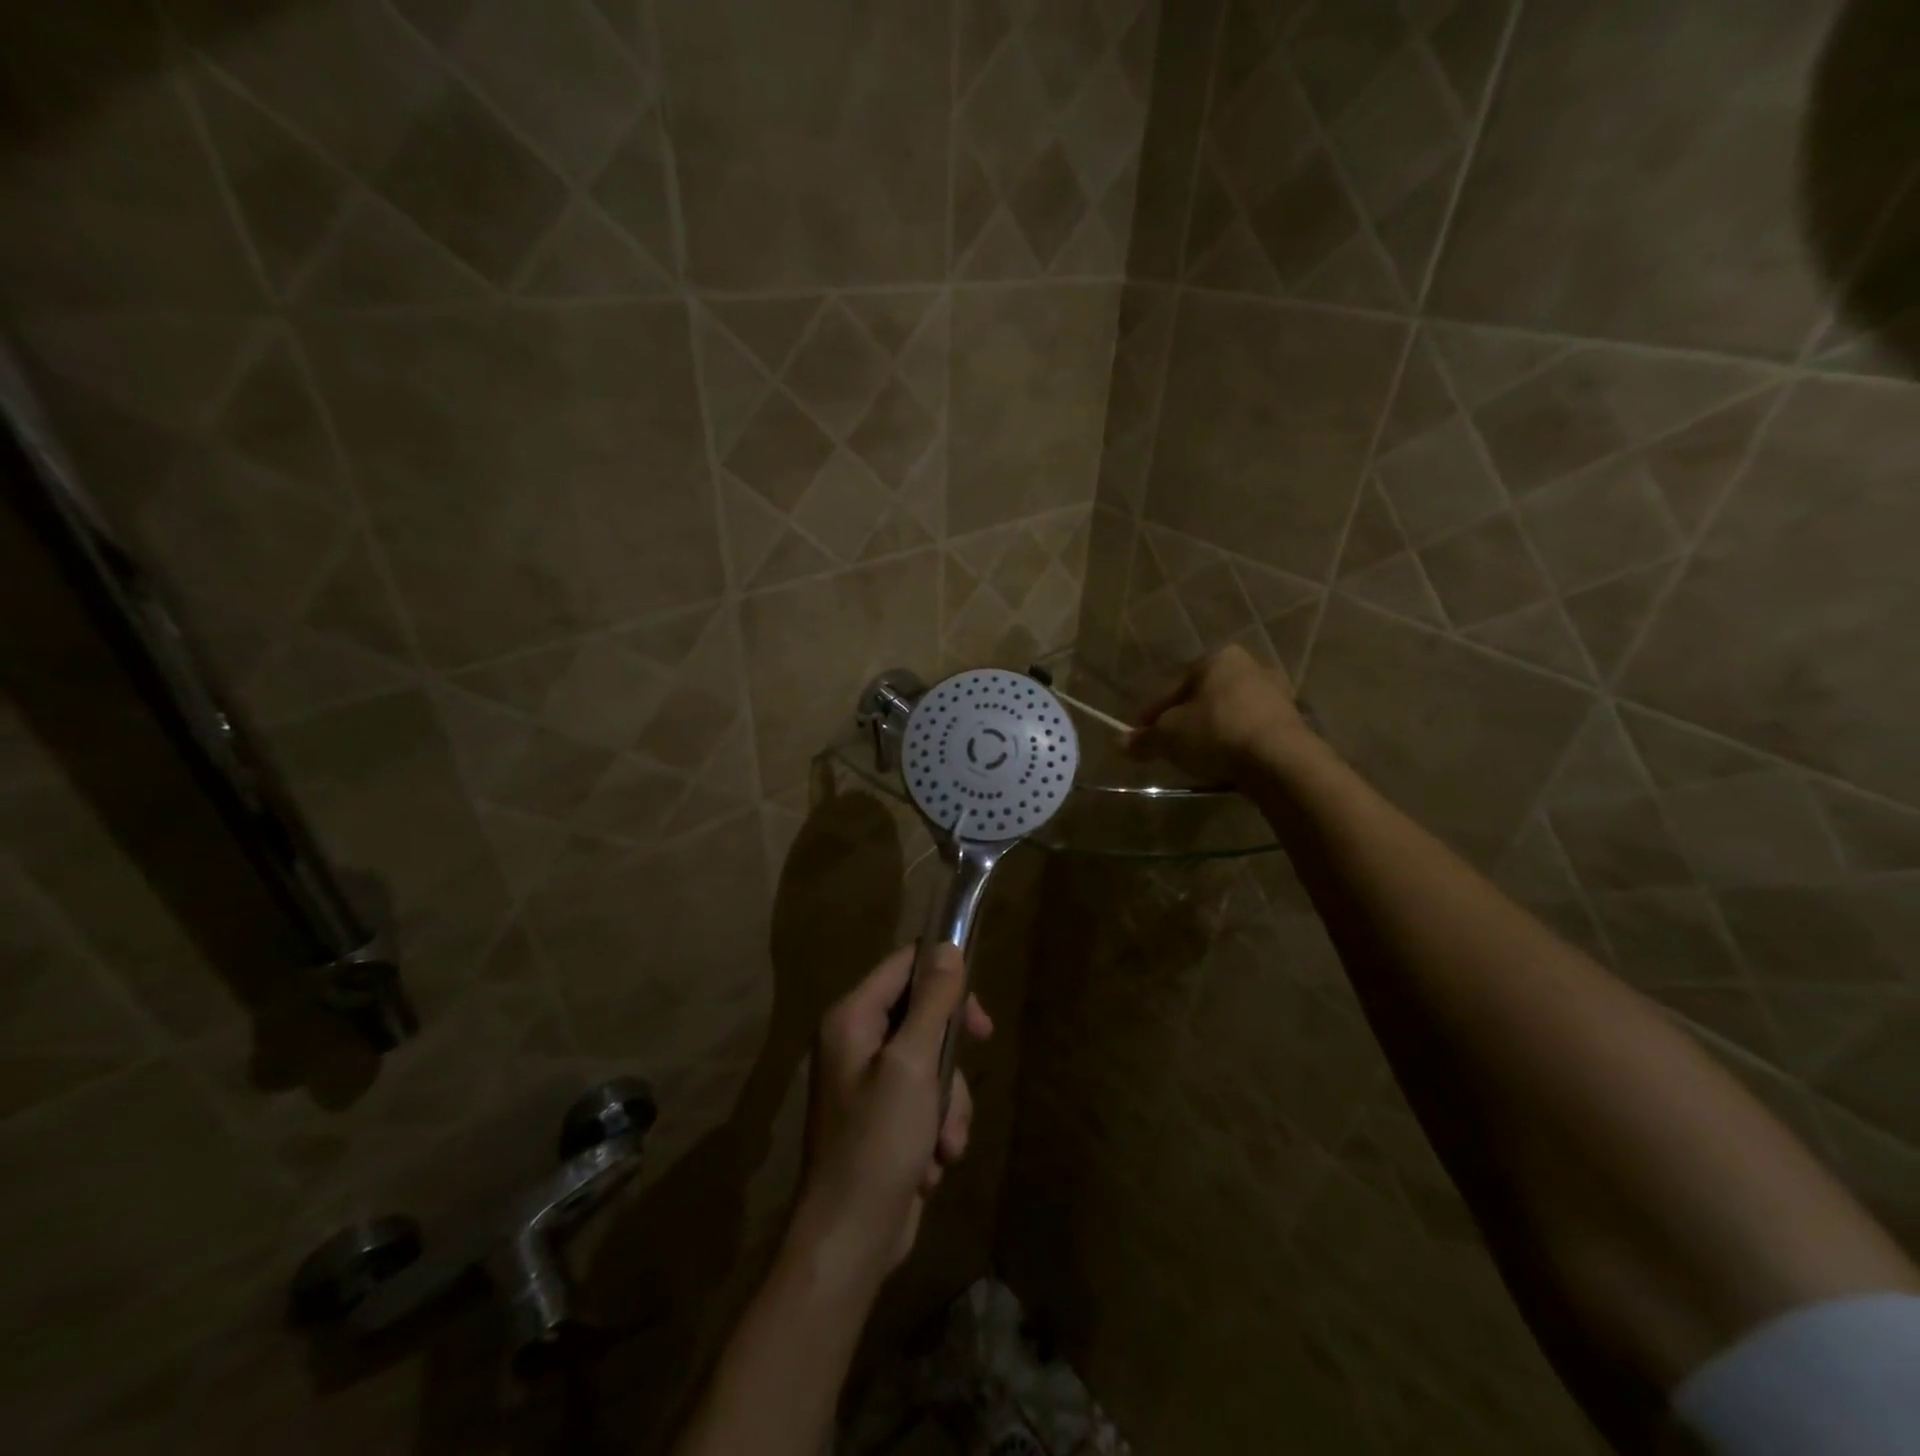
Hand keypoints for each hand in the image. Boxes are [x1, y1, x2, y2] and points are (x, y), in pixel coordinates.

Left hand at [790, 944, 992, 1287]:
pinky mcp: (885, 1117)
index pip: (903, 965)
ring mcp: (870, 1081)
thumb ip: (932, 1003)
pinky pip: (926, 1098)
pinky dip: (938, 1126)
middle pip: (922, 1013)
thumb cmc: (878, 1142)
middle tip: (982, 1046)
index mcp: (852, 1018)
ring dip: (949, 1101)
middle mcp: (856, 1041)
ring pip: (932, 1061)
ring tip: (943, 1142)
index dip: (944, 974)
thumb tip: (948, 946)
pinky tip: (933, 1162)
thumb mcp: (913, 1065)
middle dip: (951, 1051)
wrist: (850, 1240)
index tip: (976, 1008)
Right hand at [1125, 645, 1321, 785]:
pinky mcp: (1292, 722)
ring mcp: (1276, 694)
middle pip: (1203, 698)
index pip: (1173, 688)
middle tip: (1168, 747)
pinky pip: (1250, 731)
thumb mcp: (1168, 737)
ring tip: (1195, 759)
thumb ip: (1144, 739)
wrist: (1280, 761)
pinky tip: (1224, 764)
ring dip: (1211, 733)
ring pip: (1228, 714)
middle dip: (1184, 721)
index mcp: (1217, 658)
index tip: (1138, 736)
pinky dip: (1234, 744)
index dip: (1151, 714)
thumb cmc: (1216, 732)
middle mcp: (1250, 667)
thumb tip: (1121, 744)